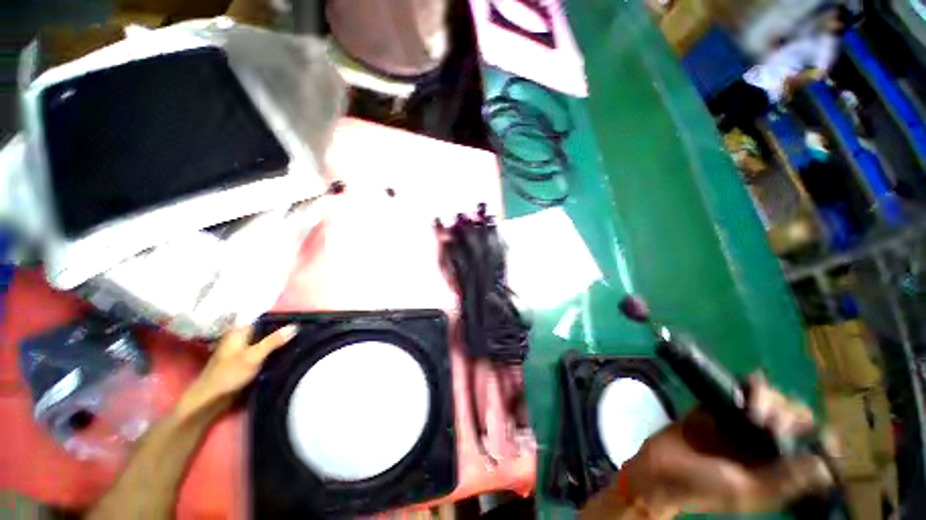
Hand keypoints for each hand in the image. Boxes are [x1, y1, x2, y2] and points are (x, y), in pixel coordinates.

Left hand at [181, 325, 297, 413]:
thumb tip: (295, 325)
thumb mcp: (254, 356)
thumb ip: (274, 341)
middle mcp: (241, 337)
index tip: (301, 321)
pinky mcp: (245, 361)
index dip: (282, 319)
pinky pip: (263, 352)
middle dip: (282, 332)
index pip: (265, 319)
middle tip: (304, 333)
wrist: (210, 400)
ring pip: (265, 342)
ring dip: (279, 343)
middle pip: (266, 331)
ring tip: (299, 342)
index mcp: (240, 330)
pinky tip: (286, 354)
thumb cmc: (229, 375)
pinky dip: (273, 352)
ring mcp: (242, 349)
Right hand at [623, 375, 833, 515]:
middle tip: (767, 423)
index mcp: (778, 468)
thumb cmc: (703, 488)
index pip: (811, 448)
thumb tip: (826, 466)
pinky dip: (751, 385)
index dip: (820, 437)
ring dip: (771, 399)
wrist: (659, 468)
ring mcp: (741, 422)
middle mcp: (765, 443)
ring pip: (772, 400)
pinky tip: (748, 389)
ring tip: (751, 411)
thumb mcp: (746, 492)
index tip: (817, 434)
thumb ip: (784, 480)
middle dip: (789, 415)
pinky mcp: (718, 405)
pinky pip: (741, 389)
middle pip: (795, 417)